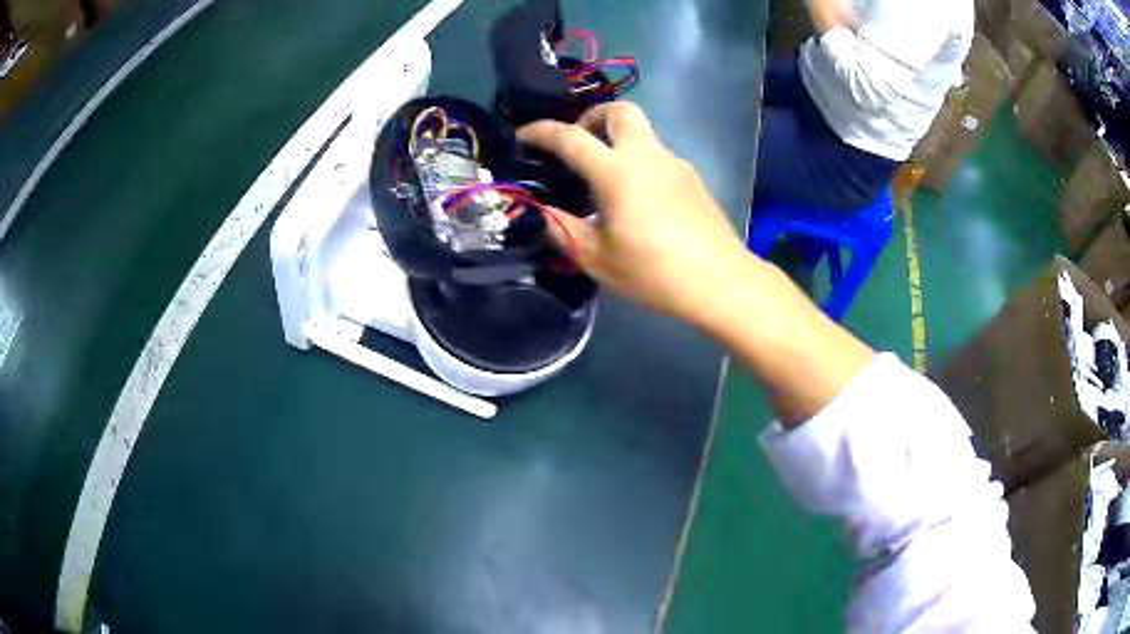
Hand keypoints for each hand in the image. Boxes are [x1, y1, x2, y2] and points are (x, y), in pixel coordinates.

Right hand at [522, 102, 872, 424]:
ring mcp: (674, 164)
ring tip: (604, 180)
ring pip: (642, 132)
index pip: (570, 137)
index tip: (523, 136)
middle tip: (578, 144)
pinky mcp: (692, 178)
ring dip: (617, 140)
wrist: (721, 281)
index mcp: (617, 172)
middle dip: (592, 116)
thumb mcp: (598, 259)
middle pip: (620, 110)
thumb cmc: (655, 273)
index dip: (540, 132)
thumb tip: (541, 213)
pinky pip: (657, 155)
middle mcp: (647, 156)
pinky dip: (638, 161)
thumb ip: (563, 230)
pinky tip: (637, 200)